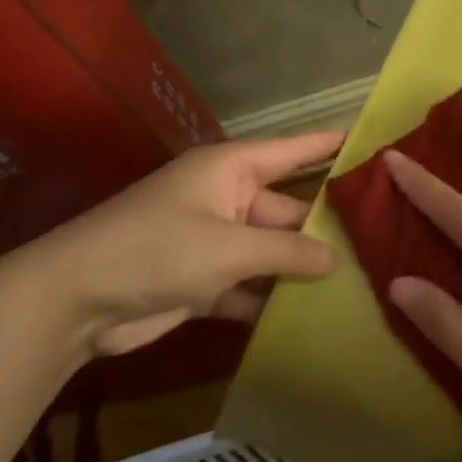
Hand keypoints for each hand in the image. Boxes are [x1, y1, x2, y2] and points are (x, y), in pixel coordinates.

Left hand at [28, 130, 344, 358]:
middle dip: (327, 226)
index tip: (372, 146)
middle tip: (384, 240)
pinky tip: (315, 316)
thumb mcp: (229, 247)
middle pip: (288, 208)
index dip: (329, 145)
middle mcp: (226, 200)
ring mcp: (215, 242)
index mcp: (230, 170)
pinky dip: (273, 300)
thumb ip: (287, 251)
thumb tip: (335, 258)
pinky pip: (251, 285)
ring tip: (364, 281)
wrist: (76, 300)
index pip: (292, 151)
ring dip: (304, 269)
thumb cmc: (156, 251)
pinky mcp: (204, 282)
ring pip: (272, 251)